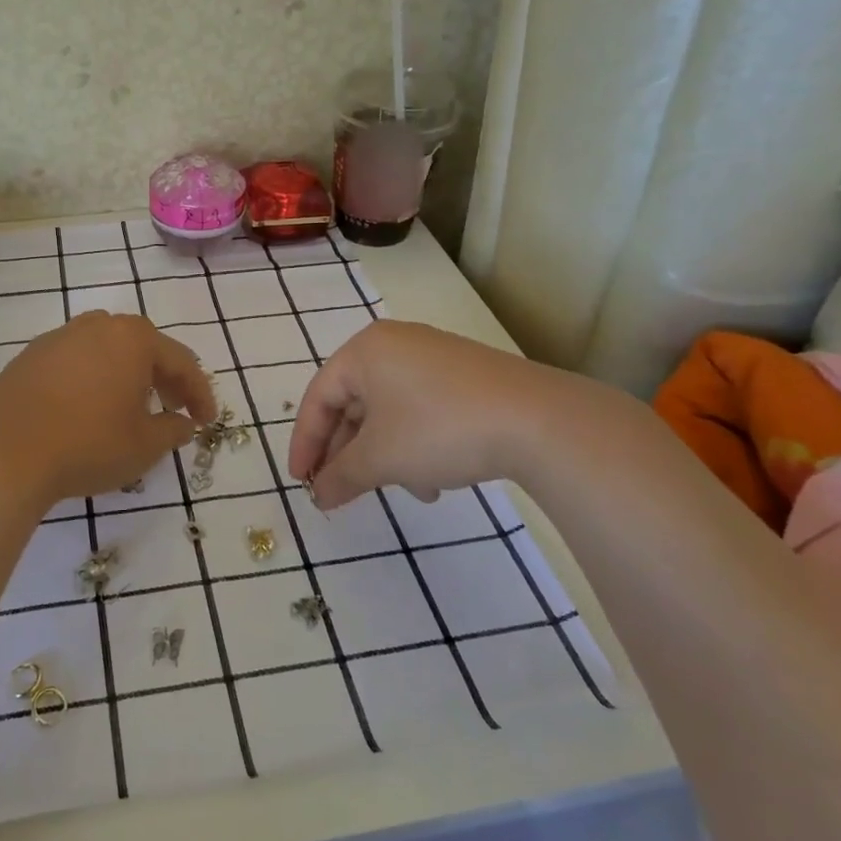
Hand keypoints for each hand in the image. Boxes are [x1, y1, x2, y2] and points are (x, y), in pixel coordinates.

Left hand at [0, 311, 217, 503]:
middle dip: (164, 379)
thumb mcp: (145, 445)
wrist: (5, 454)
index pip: (181, 361)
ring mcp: (59, 337)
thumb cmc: (88, 445)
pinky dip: (93, 379)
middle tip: (174, 410)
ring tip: (131, 406)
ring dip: (127, 375)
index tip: (206, 421)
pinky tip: (89, 407)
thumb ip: (173, 430)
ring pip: (107, 350)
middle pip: (143, 348)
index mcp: (133, 338)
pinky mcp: (30, 356)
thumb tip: (182, 424)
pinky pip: (76, 361)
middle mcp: (97, 326)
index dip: (199, 394)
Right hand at [288, 320, 574, 508]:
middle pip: (353, 404)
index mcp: (365, 350)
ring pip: (389, 411)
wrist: (538, 421)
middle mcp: (396, 344)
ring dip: (383, 455)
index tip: (302, 481)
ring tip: (399, 491)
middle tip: (340, 490)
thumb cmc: (439, 429)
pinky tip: (433, 480)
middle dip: (347, 453)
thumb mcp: (380, 458)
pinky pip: (420, 409)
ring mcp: (434, 356)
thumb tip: (319, 496)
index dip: (305, 443)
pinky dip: (414, 443)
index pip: (318, 397)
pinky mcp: (465, 375)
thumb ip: (340, 476)